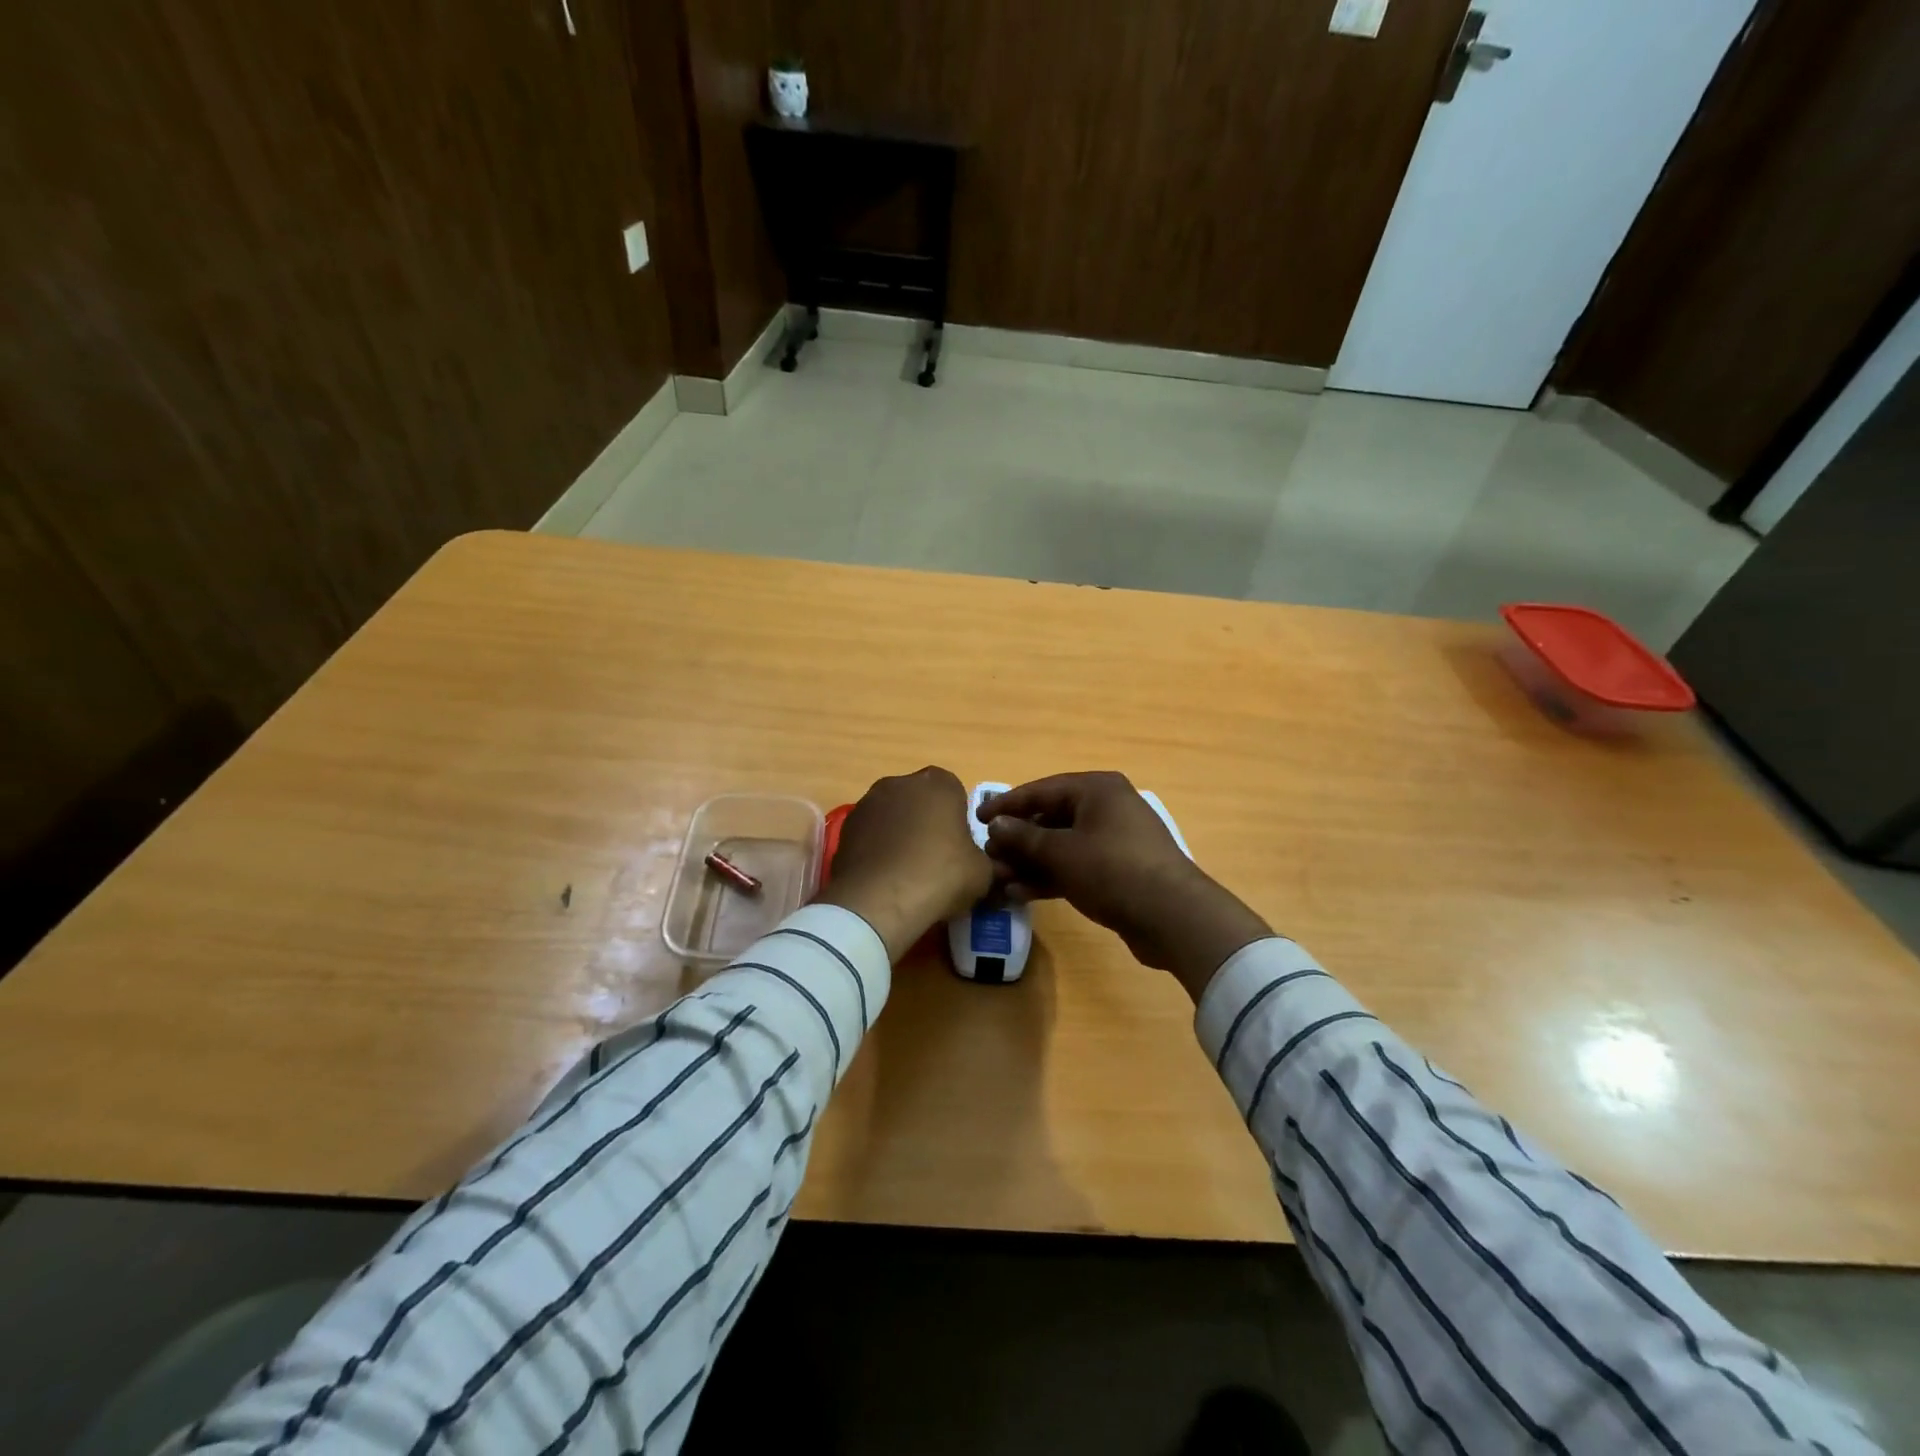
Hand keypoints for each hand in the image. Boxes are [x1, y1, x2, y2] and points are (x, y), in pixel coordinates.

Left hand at [816, 766, 993, 961]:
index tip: (960, 847)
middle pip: (920, 800)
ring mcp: (867, 803)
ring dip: (899, 835)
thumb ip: (989, 863)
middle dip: (926, 823)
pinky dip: (877, 850)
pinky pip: (870, 836)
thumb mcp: (983, 874)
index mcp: (938, 783)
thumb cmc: (941, 874)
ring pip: (892, 816)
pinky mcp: (844, 829)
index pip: (955, 792)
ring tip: (907, 872)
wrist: (880, 900)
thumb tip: (995, 870)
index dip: (958, 820)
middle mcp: (900, 783)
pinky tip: (885, 879)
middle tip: (936, 859)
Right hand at [979, 771, 1271, 1001]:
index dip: (1006, 804)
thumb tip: (996, 825)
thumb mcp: (1061, 852)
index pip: (1041, 790)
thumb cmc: (1112, 870)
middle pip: (1051, 818)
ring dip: (1029, 862)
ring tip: (998, 880)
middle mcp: (1106, 808)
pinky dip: (1050, 877)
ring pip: (1061, 846)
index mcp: (1096, 789)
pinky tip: (1020, 893)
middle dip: (1017, 840)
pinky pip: (1075, 866)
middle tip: (987, 856)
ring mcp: (1113, 841)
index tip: (977, 819)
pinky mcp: (1117, 871)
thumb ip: (1024, 837)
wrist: (1172, 916)